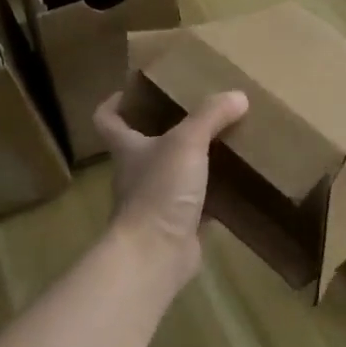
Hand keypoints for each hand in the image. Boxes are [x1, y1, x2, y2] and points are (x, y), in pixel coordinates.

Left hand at [93, 89, 248, 287]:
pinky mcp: (177, 226)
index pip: (108, 119)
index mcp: (128, 149)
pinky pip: (197, 205)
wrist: (155, 255)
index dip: (116, 103)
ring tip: (224, 144)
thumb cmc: (160, 191)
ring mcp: (156, 202)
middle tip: (197, 114)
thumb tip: (238, 95)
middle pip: (144, 146)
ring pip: (173, 175)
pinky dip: (214, 196)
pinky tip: (236, 185)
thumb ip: (211, 116)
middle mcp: (136, 174)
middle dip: (166, 130)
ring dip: (194, 163)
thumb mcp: (187, 143)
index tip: (133, 91)